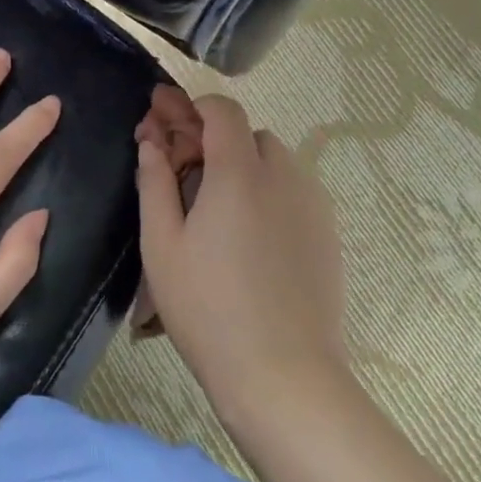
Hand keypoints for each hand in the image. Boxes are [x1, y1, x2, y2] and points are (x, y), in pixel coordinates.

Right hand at [135, 91, 349, 424]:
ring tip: (217, 213)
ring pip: (273, 163)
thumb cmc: (207, 308)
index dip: (192, 108)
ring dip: (243, 169)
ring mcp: (313, 204)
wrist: (282, 373)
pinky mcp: (328, 232)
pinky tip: (250, 239)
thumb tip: (152, 144)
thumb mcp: (162, 246)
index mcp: (239, 172)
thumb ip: (154, 184)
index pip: (222, 109)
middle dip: (213, 144)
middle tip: (183, 178)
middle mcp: (283, 175)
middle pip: (247, 135)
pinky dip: (268, 194)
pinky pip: (293, 192)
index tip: (166, 126)